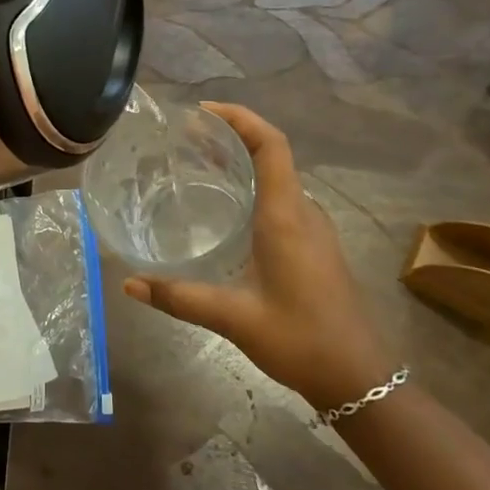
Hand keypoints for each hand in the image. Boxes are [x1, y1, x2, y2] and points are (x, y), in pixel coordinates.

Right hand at [122, 103, 393, 406]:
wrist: (359, 378)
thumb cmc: (300, 339)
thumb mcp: (233, 317)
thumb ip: (179, 297)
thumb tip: (129, 284)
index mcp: (286, 215)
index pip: (270, 144)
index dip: (240, 117)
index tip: (202, 111)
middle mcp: (303, 211)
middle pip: (271, 153)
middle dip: (231, 135)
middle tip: (186, 136)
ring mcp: (313, 228)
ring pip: (278, 176)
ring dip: (242, 160)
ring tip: (199, 162)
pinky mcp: (315, 245)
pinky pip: (282, 197)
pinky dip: (253, 184)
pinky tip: (227, 207)